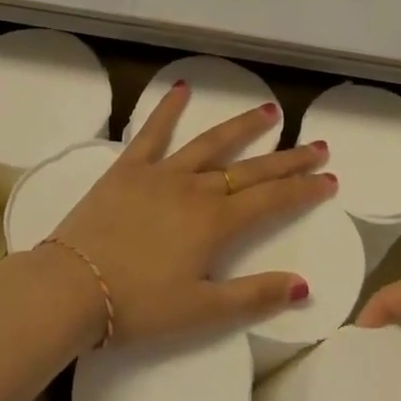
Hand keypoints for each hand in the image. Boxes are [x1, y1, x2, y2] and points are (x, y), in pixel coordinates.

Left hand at [47, 82, 335, 346]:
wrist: (70, 288)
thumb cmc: (137, 306)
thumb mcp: (201, 312)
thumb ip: (253, 297)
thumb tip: (302, 285)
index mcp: (215, 223)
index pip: (272, 200)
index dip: (303, 189)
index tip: (329, 179)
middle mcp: (196, 189)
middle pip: (251, 168)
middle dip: (289, 158)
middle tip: (318, 145)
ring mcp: (162, 173)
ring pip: (212, 143)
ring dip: (243, 127)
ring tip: (270, 111)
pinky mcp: (129, 168)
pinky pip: (152, 132)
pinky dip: (167, 109)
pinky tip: (181, 88)